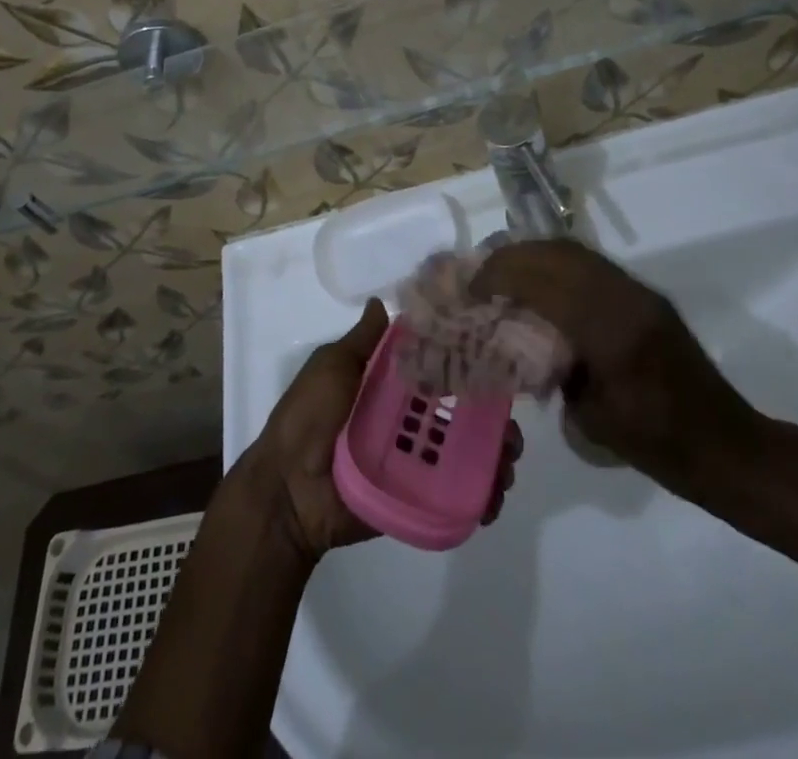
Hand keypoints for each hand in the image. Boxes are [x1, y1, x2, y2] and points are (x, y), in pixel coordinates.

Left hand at [238, 301, 520, 560]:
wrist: (287, 490)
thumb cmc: (308, 418)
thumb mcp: (331, 368)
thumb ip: (362, 342)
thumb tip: (382, 301)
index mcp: (389, 386)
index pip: (438, 369)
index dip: (468, 366)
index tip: (498, 360)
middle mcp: (407, 419)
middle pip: (461, 413)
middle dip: (493, 418)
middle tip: (510, 429)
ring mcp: (414, 460)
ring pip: (466, 453)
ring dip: (496, 456)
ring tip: (507, 463)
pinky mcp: (417, 496)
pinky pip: (456, 494)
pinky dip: (482, 496)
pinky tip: (494, 496)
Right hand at [473, 242, 764, 505]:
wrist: (726, 444)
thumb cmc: (658, 445)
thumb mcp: (591, 418)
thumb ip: (555, 369)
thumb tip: (524, 339)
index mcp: (611, 332)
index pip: (545, 282)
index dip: (502, 275)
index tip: (472, 286)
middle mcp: (626, 298)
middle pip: (558, 254)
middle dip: (513, 256)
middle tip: (482, 274)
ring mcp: (639, 292)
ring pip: (575, 252)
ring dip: (535, 255)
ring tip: (505, 272)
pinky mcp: (646, 295)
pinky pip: (592, 264)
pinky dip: (558, 263)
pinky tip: (541, 283)